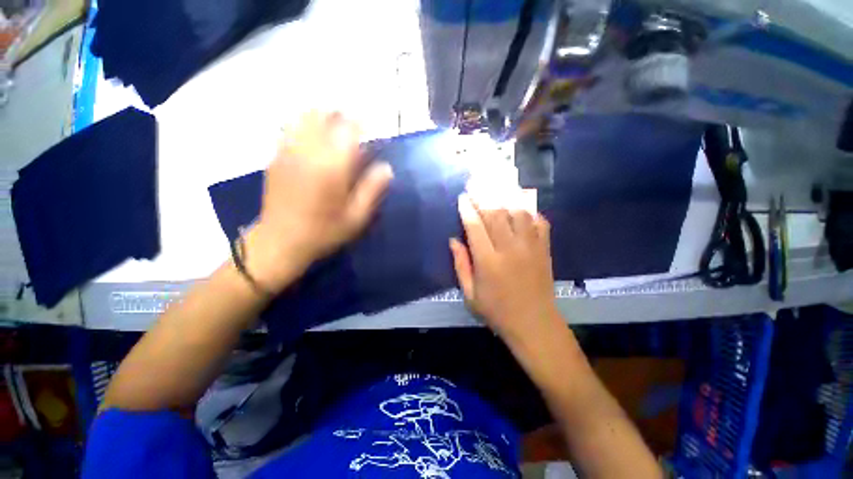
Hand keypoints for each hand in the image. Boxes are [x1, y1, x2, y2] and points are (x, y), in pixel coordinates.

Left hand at [245, 112, 392, 292]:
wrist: (281, 241)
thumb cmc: (324, 231)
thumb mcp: (357, 217)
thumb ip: (373, 189)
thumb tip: (387, 168)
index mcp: (332, 167)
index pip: (348, 129)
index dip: (361, 123)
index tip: (370, 127)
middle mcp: (308, 152)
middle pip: (323, 115)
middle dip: (340, 116)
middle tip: (351, 129)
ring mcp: (288, 152)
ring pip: (303, 117)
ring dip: (321, 118)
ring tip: (332, 130)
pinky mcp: (275, 158)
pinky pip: (289, 129)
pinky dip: (304, 126)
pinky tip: (312, 142)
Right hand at [449, 194, 561, 346]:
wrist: (534, 324)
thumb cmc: (497, 311)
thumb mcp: (470, 295)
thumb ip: (461, 265)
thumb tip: (453, 241)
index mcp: (488, 262)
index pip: (475, 227)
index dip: (467, 209)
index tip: (463, 197)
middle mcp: (509, 249)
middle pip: (495, 214)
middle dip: (483, 195)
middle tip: (476, 181)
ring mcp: (530, 247)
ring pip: (518, 213)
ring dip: (506, 196)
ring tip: (497, 183)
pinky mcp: (544, 249)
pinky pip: (539, 222)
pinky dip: (530, 210)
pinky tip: (522, 204)